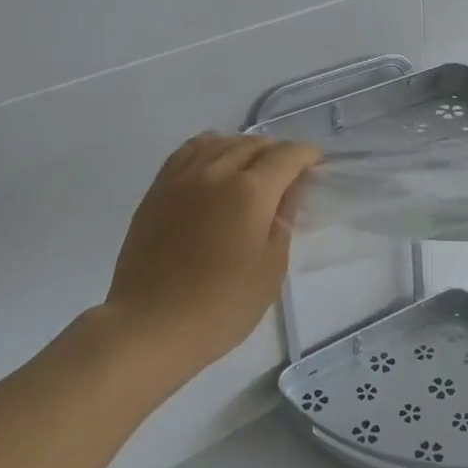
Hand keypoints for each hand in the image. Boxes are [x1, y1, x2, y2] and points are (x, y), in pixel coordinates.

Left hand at [102, 133, 322, 382]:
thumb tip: (291, 189)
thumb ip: (283, 219)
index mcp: (250, 191)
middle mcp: (216, 172)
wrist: (150, 325)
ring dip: (244, 147)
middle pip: (253, 143)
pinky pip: (188, 151)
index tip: (317, 164)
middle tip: (288, 174)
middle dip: (277, 152)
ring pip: (220, 141)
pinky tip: (214, 165)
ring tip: (252, 168)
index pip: (286, 155)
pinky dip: (210, 149)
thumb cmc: (222, 306)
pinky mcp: (157, 189)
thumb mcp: (271, 268)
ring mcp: (182, 177)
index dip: (307, 154)